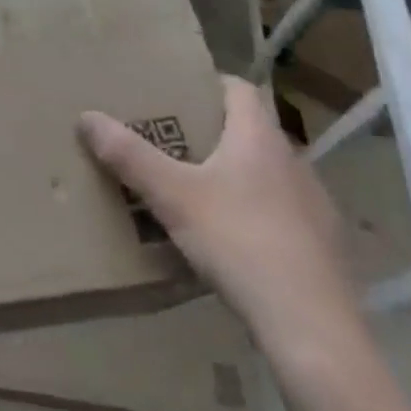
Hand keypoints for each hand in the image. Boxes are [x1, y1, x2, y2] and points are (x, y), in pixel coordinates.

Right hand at [79, 76, 358, 348]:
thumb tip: (87, 116)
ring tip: (195, 190)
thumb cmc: (240, 242)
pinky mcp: (323, 246)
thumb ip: (130, 156)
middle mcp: (294, 162)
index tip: (177, 89)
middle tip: (170, 140)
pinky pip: (282, 213)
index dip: (209, 83)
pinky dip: (255, 213)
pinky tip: (231, 239)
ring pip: (267, 173)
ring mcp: (315, 206)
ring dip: (235, 174)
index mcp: (260, 139)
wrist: (311, 327)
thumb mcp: (172, 196)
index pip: (240, 89)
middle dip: (212, 131)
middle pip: (251, 131)